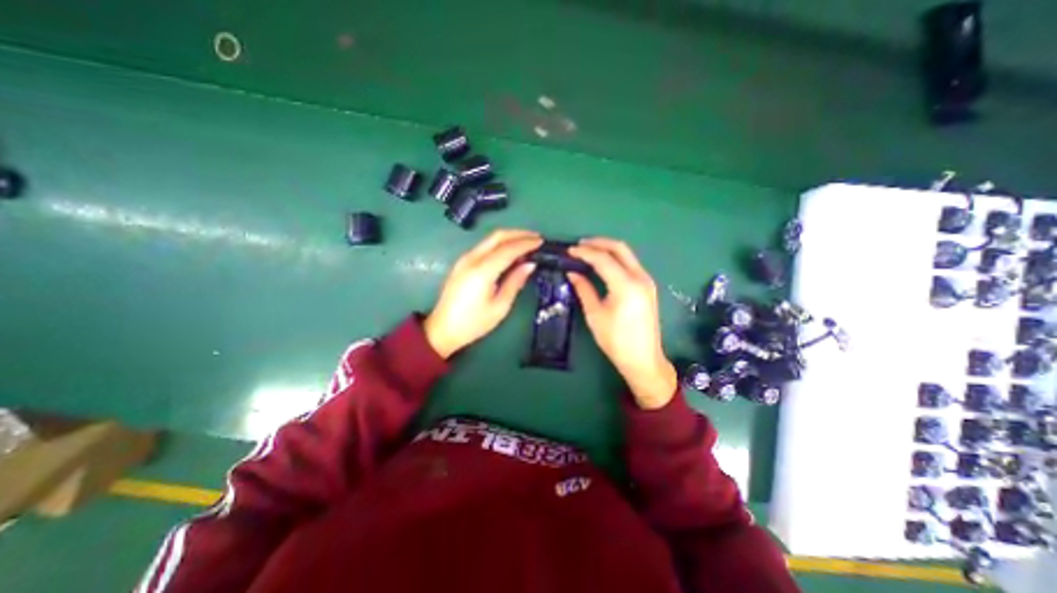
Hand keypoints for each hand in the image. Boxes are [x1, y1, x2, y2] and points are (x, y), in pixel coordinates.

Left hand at [422, 230, 538, 358]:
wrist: (442, 329)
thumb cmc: (473, 323)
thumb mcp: (500, 307)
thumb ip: (515, 282)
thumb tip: (530, 265)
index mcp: (482, 271)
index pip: (508, 249)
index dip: (526, 243)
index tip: (541, 242)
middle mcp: (472, 259)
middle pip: (498, 236)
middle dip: (519, 234)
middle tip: (536, 237)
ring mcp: (465, 259)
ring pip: (490, 239)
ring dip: (509, 237)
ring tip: (526, 243)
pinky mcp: (462, 262)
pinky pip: (484, 246)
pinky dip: (500, 244)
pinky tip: (509, 252)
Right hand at [571, 236, 676, 407]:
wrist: (643, 359)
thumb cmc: (616, 340)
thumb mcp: (595, 315)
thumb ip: (584, 289)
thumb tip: (572, 273)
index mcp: (626, 285)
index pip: (603, 258)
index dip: (584, 252)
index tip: (569, 251)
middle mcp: (640, 277)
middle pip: (619, 248)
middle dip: (598, 243)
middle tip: (579, 245)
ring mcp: (647, 281)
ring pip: (627, 254)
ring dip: (608, 249)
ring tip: (588, 251)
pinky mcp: (648, 286)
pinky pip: (631, 264)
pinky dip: (616, 259)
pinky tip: (603, 264)